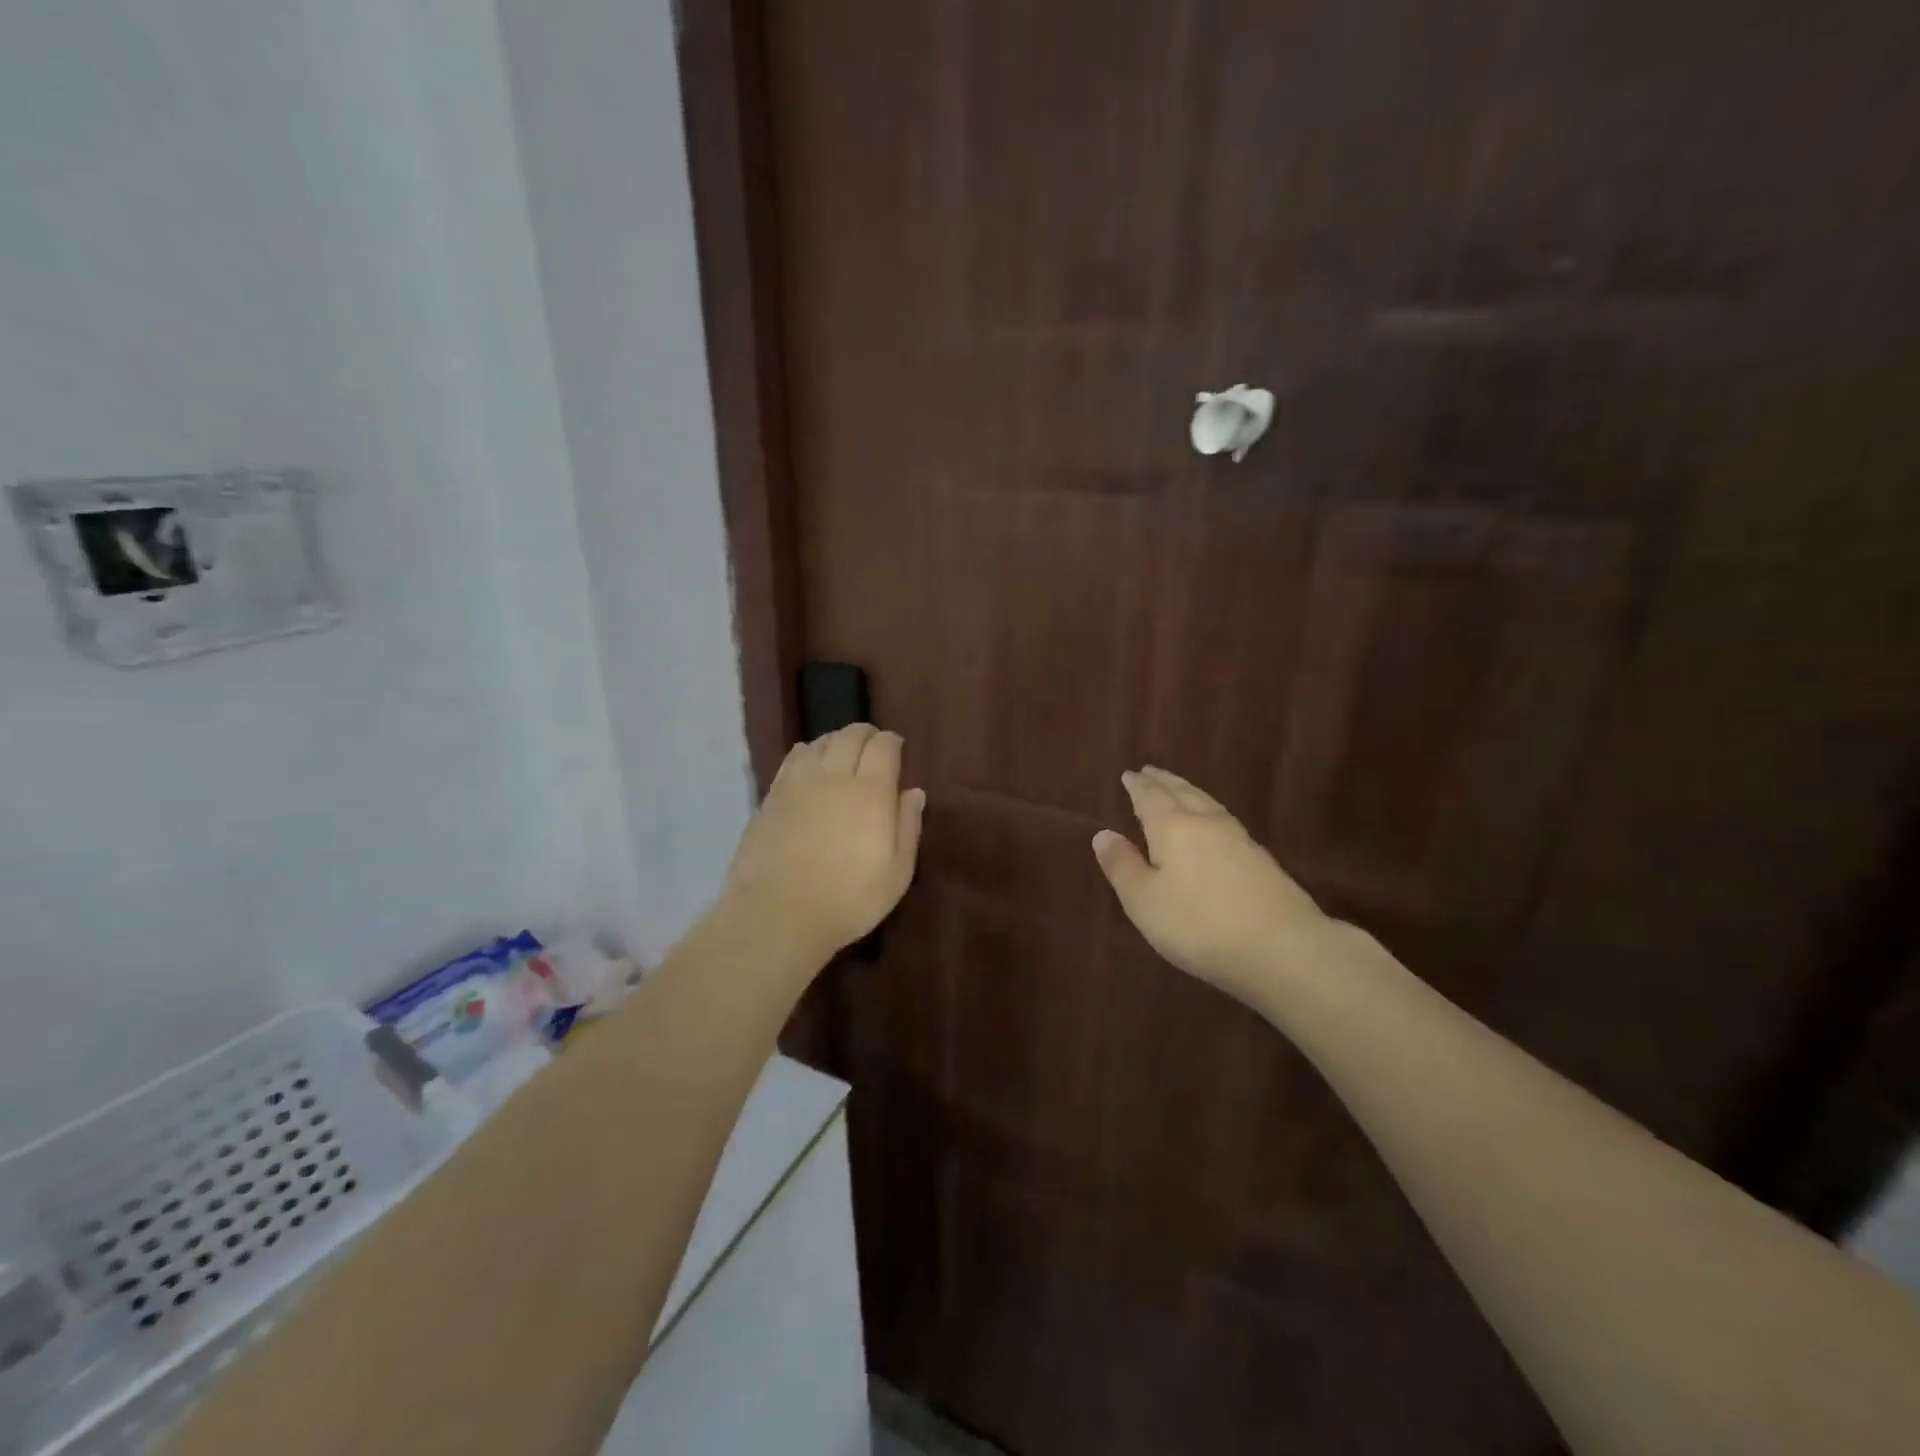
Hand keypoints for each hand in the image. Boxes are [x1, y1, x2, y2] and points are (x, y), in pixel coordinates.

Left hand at [723, 724, 926, 958]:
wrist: (778, 914)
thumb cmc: (848, 899)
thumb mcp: (897, 873)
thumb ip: (908, 827)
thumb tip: (914, 792)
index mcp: (871, 791)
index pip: (884, 746)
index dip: (892, 742)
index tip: (897, 750)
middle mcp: (835, 776)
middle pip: (850, 735)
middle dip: (865, 734)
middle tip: (872, 747)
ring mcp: (798, 783)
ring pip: (820, 742)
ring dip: (836, 741)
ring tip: (841, 754)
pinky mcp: (772, 796)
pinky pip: (793, 759)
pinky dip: (807, 753)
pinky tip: (809, 764)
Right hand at [1093, 766, 1331, 1003]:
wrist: (1283, 948)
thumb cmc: (1199, 925)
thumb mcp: (1145, 901)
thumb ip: (1123, 866)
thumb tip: (1103, 833)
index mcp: (1173, 827)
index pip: (1151, 798)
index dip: (1138, 786)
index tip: (1129, 774)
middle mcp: (1206, 823)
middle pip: (1182, 793)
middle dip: (1164, 782)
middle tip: (1151, 771)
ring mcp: (1239, 839)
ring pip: (1207, 804)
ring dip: (1189, 792)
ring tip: (1179, 789)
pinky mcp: (1262, 860)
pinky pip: (1225, 820)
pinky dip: (1209, 811)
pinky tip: (1213, 824)